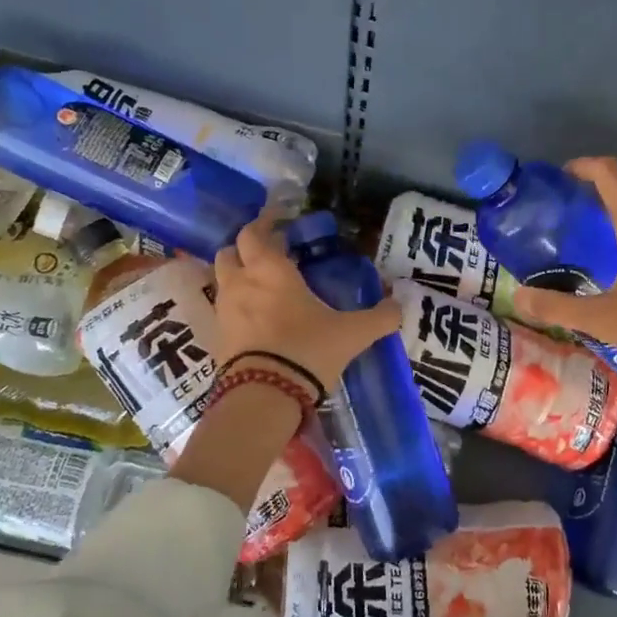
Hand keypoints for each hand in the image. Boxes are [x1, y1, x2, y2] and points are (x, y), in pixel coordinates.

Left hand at [212, 209, 401, 388]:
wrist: (264, 397)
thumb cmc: (307, 350)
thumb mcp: (352, 334)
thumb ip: (379, 317)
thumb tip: (399, 305)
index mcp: (271, 269)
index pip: (255, 232)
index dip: (265, 222)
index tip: (279, 219)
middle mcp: (241, 282)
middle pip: (231, 250)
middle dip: (247, 247)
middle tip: (271, 252)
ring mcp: (225, 309)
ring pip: (223, 278)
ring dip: (238, 274)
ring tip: (262, 284)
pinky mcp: (217, 337)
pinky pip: (223, 308)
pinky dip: (236, 304)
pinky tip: (257, 317)